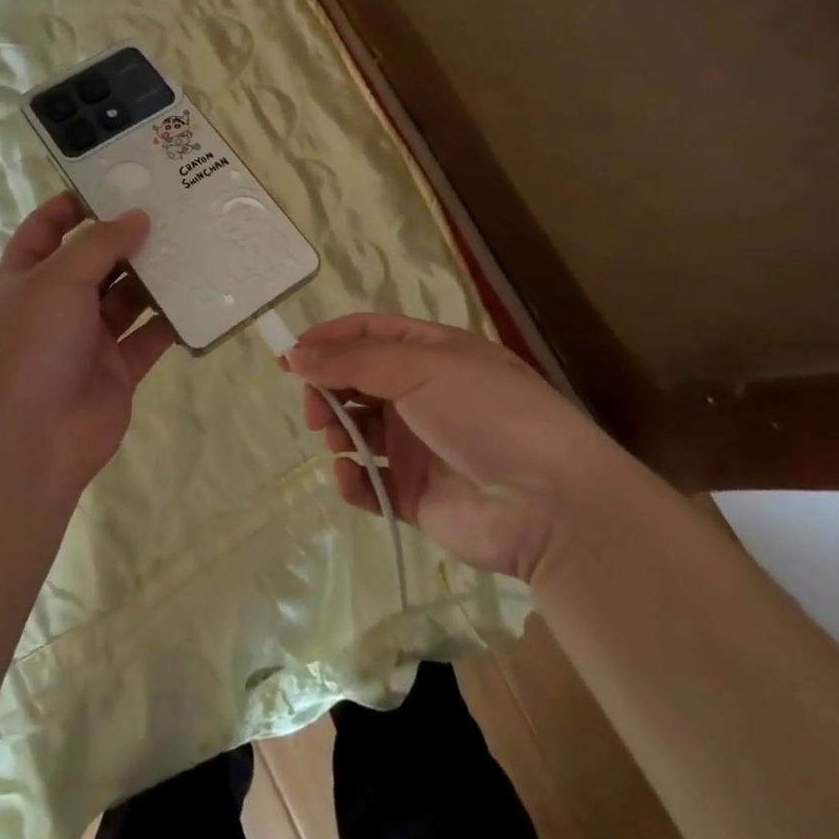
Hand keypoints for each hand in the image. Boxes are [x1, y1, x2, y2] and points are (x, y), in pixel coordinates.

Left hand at [0, 193, 175, 503]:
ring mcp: (87, 338)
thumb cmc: (32, 345)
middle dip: (127, 236)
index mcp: (27, 276)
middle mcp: (56, 303)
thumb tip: (138, 216)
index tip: (114, 182)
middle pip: (94, 260)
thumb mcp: (59, 279)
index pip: (46, 228)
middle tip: (171, 208)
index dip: (73, 204)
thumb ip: (101, 244)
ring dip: (154, 275)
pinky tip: (201, 295)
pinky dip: (172, 319)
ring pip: (127, 297)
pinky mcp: (118, 369)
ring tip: (193, 242)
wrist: (31, 442)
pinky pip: (149, 336)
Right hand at [289, 314, 621, 581]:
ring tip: (337, 442)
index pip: (367, 334)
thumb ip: (353, 361)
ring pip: (358, 430)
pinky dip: (352, 479)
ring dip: (337, 431)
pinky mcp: (416, 495)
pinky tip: (350, 477)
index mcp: (431, 353)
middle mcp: (422, 394)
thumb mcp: (420, 368)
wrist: (550, 504)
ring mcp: (419, 445)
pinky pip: (370, 483)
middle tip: (313, 410)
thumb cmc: (486, 413)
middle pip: (356, 381)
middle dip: (327, 390)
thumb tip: (296, 354)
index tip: (289, 358)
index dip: (326, 341)